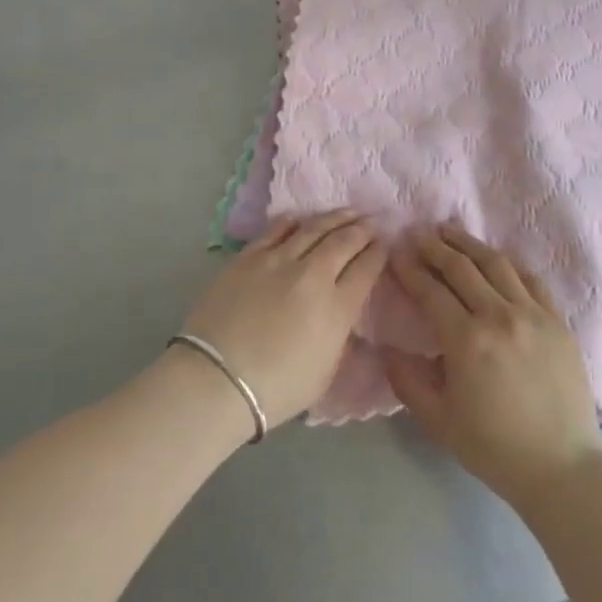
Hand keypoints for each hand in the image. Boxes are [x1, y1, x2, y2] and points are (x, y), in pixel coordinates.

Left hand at [180, 212, 385, 429]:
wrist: (216, 380)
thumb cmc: (275, 389)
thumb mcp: (325, 372)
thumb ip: (339, 335)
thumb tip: (343, 312)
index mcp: (337, 308)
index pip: (366, 269)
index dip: (379, 253)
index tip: (384, 244)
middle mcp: (313, 275)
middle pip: (344, 241)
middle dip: (363, 229)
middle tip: (372, 221)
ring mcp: (279, 260)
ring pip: (314, 228)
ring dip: (335, 217)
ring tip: (348, 212)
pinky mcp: (249, 256)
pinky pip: (277, 230)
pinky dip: (294, 221)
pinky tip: (301, 218)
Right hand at [385, 226, 601, 509]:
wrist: (562, 467)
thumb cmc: (494, 447)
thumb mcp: (438, 420)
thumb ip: (407, 380)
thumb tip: (385, 348)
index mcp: (467, 340)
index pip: (431, 291)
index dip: (410, 269)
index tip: (396, 253)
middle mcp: (499, 316)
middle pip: (461, 268)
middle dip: (435, 247)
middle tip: (418, 234)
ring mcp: (533, 315)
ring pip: (496, 264)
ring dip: (469, 244)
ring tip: (450, 232)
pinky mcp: (557, 321)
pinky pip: (530, 280)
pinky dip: (508, 264)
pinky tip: (496, 259)